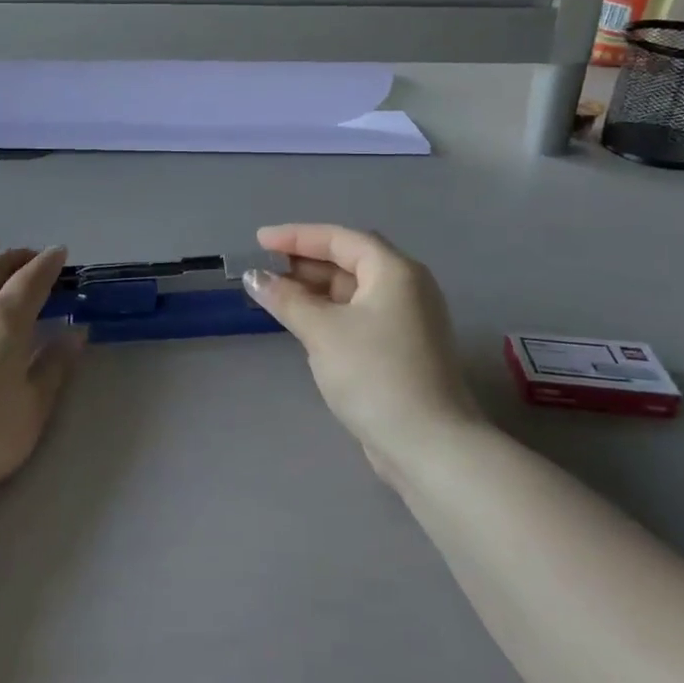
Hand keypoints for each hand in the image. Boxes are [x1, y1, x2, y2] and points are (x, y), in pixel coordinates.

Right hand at [243, 224, 473, 470]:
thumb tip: (254, 277)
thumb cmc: (374, 374)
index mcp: (394, 271)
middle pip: (349, 261)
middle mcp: (407, 286)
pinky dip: (330, 312)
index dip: (296, 236)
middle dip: (304, 262)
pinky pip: (359, 314)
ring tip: (275, 295)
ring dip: (315, 289)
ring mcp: (408, 319)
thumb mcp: (322, 331)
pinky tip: (303, 322)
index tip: (259, 240)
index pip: (339, 238)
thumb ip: (286, 298)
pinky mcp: (403, 348)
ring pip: (354, 290)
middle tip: (264, 269)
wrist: (429, 446)